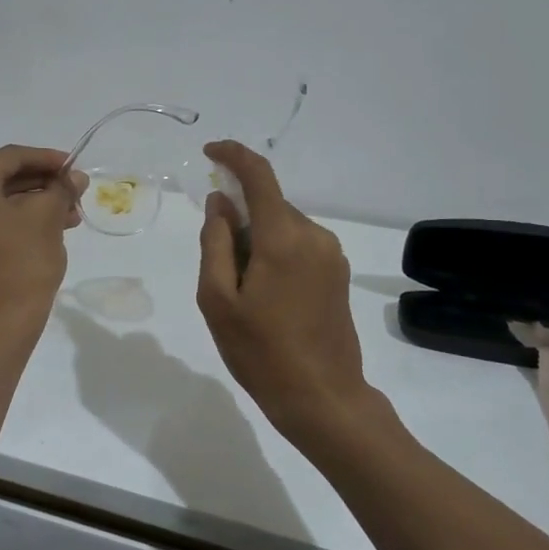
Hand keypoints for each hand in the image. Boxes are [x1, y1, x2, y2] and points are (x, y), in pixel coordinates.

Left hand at [0, 145, 85, 330]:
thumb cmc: (21, 262)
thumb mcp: (47, 217)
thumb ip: (61, 188)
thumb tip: (75, 177)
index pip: (10, 157)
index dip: (47, 159)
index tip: (75, 167)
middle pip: (2, 177)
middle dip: (42, 183)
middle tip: (75, 191)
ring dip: (34, 202)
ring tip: (71, 214)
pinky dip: (18, 218)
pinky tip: (51, 225)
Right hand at [196, 141, 375, 447]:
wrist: (323, 398)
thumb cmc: (261, 352)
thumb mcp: (218, 300)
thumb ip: (215, 243)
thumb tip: (220, 203)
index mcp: (283, 238)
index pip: (259, 176)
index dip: (233, 155)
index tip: (210, 152)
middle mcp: (314, 236)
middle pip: (269, 205)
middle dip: (239, 217)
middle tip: (219, 266)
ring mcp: (331, 254)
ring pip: (283, 226)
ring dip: (257, 239)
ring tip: (243, 291)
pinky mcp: (338, 273)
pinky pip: (299, 245)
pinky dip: (275, 252)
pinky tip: (265, 294)